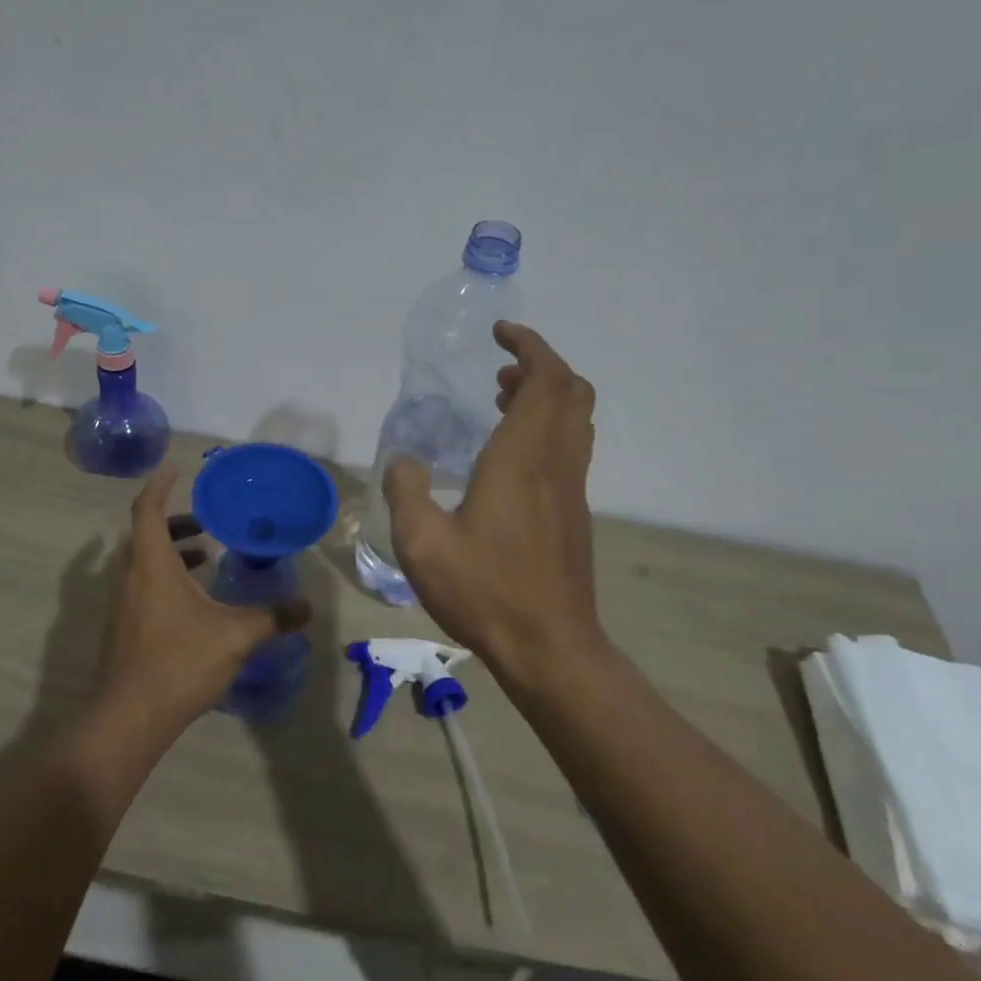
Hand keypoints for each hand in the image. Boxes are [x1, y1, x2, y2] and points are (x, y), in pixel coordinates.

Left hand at [98, 462, 310, 732]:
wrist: (131, 717)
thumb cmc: (180, 662)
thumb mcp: (235, 635)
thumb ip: (273, 617)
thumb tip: (307, 607)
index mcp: (152, 565)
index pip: (147, 510)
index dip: (159, 485)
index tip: (174, 468)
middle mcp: (130, 577)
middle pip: (145, 534)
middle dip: (174, 521)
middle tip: (204, 519)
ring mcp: (122, 604)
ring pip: (142, 562)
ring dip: (170, 551)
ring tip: (205, 555)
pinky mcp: (123, 628)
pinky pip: (142, 585)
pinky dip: (165, 577)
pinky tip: (194, 601)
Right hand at [383, 322, 602, 676]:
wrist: (548, 646)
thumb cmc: (485, 591)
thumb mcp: (422, 543)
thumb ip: (406, 491)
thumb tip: (404, 460)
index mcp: (522, 458)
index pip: (545, 379)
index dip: (529, 346)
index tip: (501, 333)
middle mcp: (556, 463)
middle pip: (571, 391)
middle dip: (541, 365)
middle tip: (501, 370)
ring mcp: (572, 489)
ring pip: (576, 420)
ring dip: (547, 396)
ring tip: (503, 401)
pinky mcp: (575, 513)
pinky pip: (571, 448)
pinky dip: (548, 427)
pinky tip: (510, 456)